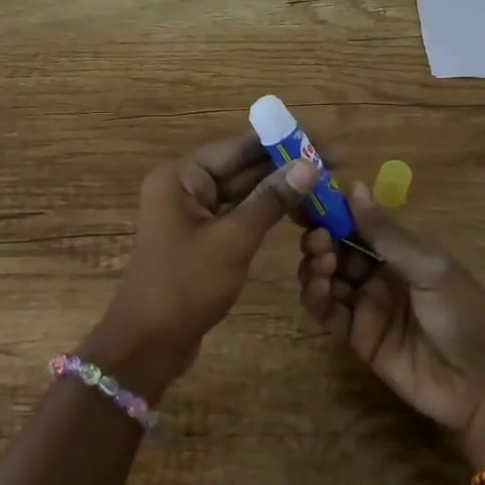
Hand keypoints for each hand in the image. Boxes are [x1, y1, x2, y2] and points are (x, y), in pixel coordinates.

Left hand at [91, 134, 316, 396]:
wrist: (150, 343)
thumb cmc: (185, 286)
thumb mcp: (233, 240)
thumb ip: (271, 200)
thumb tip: (309, 165)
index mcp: (181, 177)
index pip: (237, 147)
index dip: (282, 142)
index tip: (323, 141)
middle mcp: (184, 186)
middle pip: (241, 167)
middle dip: (285, 166)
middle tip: (335, 164)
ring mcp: (193, 213)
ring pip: (243, 191)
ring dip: (280, 189)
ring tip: (326, 185)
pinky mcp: (203, 237)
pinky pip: (238, 214)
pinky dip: (266, 212)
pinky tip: (299, 210)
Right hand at [297, 183, 484, 462]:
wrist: (483, 386)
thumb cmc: (465, 315)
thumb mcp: (430, 268)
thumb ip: (387, 233)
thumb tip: (354, 185)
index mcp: (401, 252)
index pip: (358, 225)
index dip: (333, 213)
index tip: (309, 200)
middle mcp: (379, 275)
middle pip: (336, 251)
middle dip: (321, 240)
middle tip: (318, 240)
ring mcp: (367, 307)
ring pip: (326, 279)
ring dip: (315, 267)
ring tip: (322, 266)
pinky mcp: (357, 339)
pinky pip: (328, 313)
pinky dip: (316, 298)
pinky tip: (319, 289)